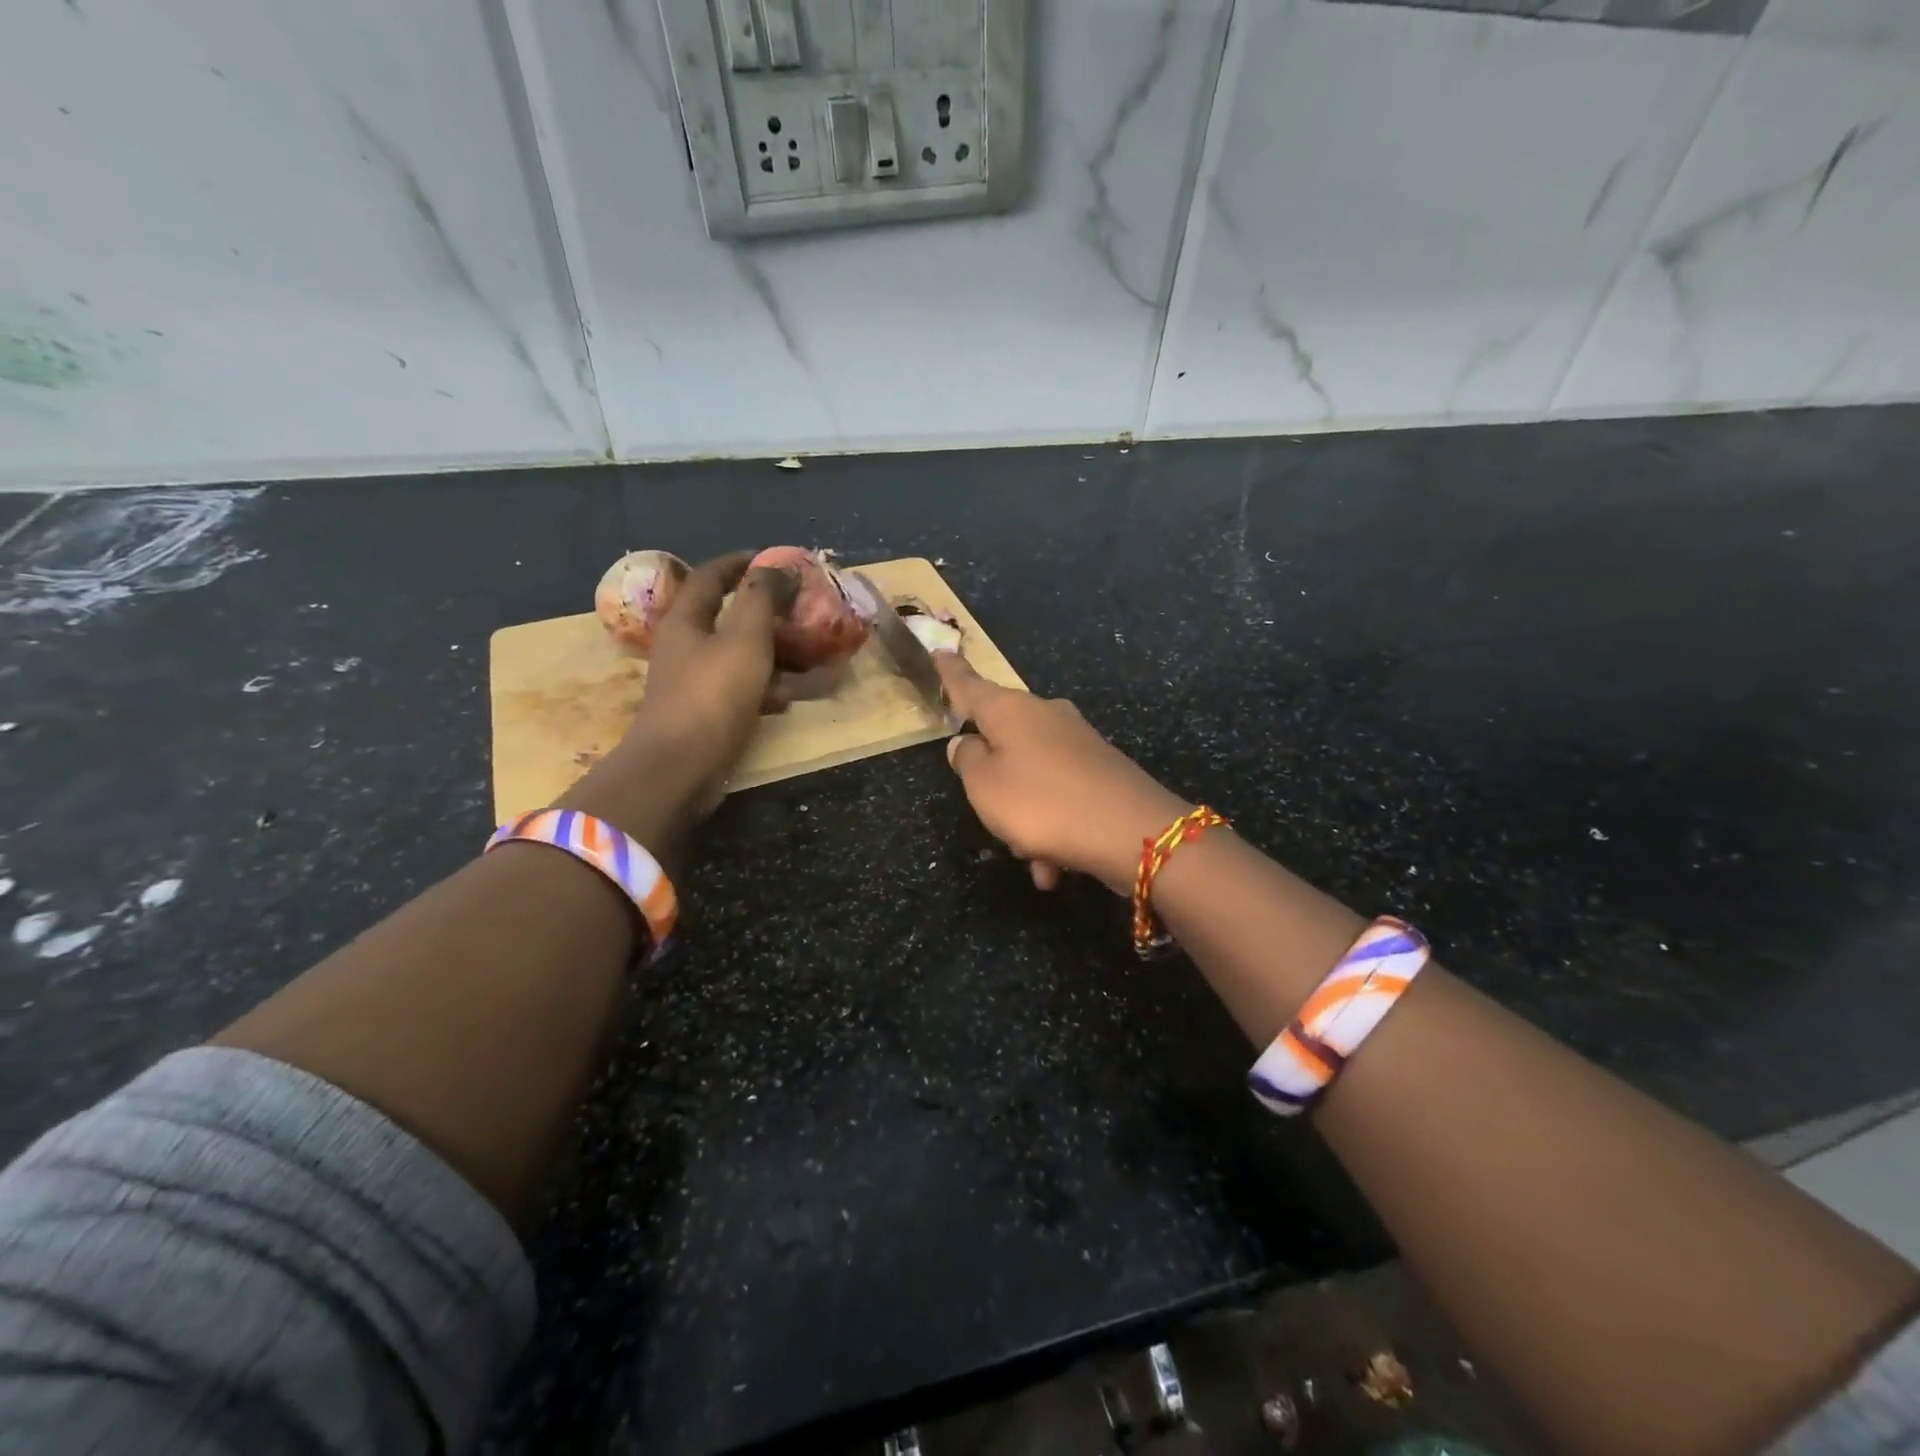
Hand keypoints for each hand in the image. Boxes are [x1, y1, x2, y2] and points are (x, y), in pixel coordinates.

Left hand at [559, 552, 794, 849]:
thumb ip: (761, 598)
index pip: (711, 576)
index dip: (741, 563)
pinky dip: (770, 687)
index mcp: (687, 620)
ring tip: (816, 657)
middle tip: (805, 613)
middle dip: (772, 614)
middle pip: (731, 618)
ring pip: (743, 656)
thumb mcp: (745, 639)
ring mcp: (697, 682)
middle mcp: (687, 647)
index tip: (774, 560)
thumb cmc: (712, 695)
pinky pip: (745, 689)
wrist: (680, 767)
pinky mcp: (709, 713)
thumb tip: (777, 567)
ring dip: (779, 654)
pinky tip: (796, 695)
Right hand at [936, 654, 1190, 894]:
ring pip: (1032, 780)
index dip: (951, 673)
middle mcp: (1045, 715)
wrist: (1132, 831)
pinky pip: (1060, 798)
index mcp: (1010, 710)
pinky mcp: (1101, 769)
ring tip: (1035, 862)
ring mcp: (1077, 741)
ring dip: (1027, 822)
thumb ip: (967, 761)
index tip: (939, 650)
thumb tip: (967, 741)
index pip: (969, 686)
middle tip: (995, 818)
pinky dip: (1054, 830)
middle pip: (1003, 740)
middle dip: (995, 785)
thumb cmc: (1041, 802)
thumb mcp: (985, 786)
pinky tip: (1056, 867)